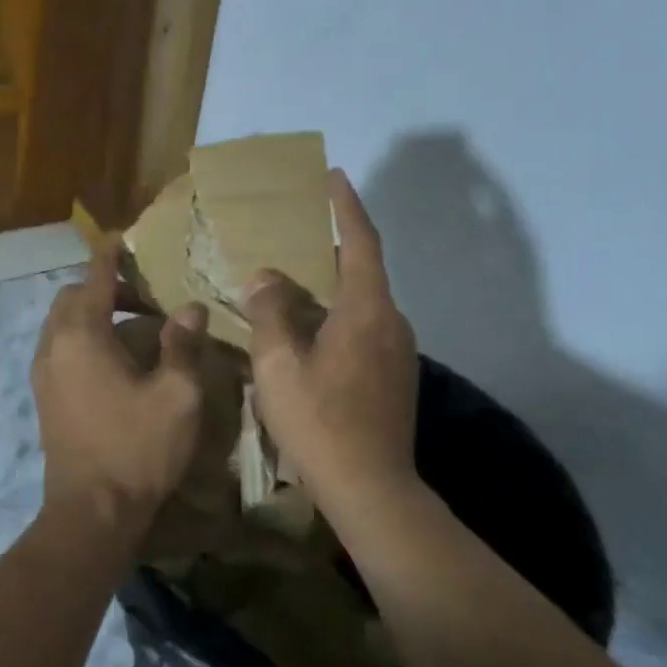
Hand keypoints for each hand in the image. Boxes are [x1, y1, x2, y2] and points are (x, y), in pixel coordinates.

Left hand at [31, 244, 209, 540]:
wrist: (90, 512)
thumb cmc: (137, 448)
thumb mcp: (176, 395)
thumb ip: (182, 344)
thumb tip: (190, 307)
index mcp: (82, 335)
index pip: (94, 277)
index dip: (110, 255)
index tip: (123, 239)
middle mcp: (54, 346)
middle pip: (70, 297)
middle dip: (102, 288)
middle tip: (143, 300)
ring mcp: (43, 373)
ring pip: (61, 324)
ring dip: (90, 314)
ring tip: (130, 329)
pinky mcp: (43, 396)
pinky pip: (58, 348)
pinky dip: (81, 338)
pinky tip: (112, 362)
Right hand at [241, 169, 418, 497]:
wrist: (371, 489)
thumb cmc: (319, 420)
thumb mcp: (278, 363)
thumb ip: (270, 311)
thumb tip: (266, 278)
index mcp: (367, 310)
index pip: (361, 242)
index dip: (347, 207)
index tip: (334, 177)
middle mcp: (392, 323)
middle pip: (363, 272)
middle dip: (332, 250)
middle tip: (296, 238)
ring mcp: (399, 353)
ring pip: (363, 305)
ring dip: (332, 290)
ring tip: (293, 289)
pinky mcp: (396, 378)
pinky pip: (365, 330)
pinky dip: (338, 318)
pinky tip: (310, 336)